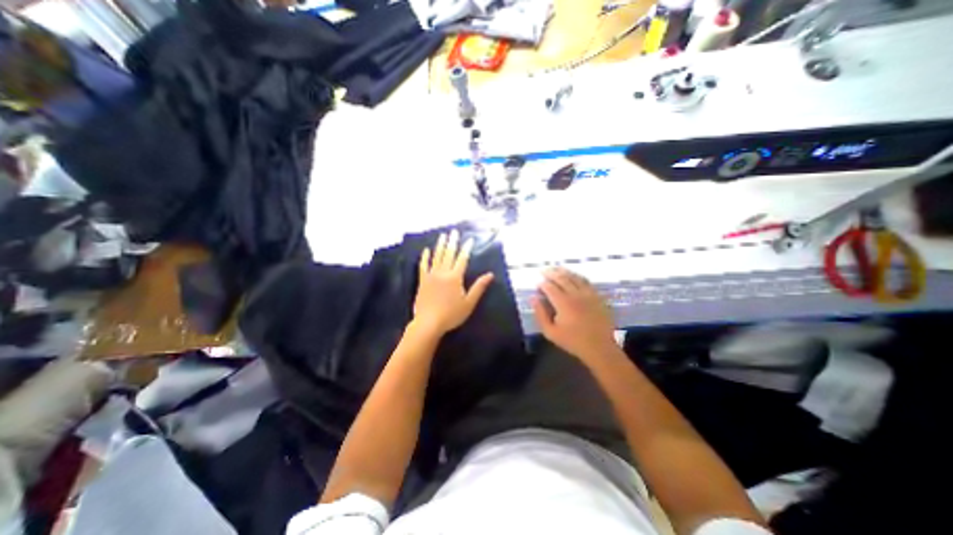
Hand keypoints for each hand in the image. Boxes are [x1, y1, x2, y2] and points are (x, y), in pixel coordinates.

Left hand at [415, 228, 494, 336]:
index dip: (466, 248)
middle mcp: (443, 272)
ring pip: (437, 257)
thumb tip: (490, 274)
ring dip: (440, 245)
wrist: (428, 323)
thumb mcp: (469, 303)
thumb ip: (479, 287)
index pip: (462, 259)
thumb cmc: (451, 314)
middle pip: (449, 254)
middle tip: (454, 231)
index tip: (469, 239)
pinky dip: (425, 257)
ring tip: (443, 235)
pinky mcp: (422, 280)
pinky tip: (426, 250)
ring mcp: (431, 275)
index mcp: (455, 277)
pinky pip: (423, 265)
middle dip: (453, 242)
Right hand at [528, 267, 618, 363]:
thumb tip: (533, 298)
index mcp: (563, 303)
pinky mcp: (597, 296)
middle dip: (551, 273)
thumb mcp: (550, 332)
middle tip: (543, 270)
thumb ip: (540, 314)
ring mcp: (588, 293)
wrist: (599, 348)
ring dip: (563, 271)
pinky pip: (586, 281)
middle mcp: (576, 294)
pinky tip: (573, 275)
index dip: (542, 283)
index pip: (549, 287)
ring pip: (574, 277)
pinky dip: (577, 276)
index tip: (537, 283)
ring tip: (556, 269)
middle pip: (561, 278)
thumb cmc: (573, 341)